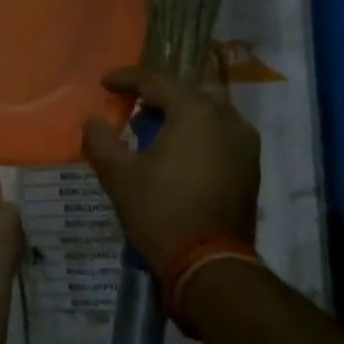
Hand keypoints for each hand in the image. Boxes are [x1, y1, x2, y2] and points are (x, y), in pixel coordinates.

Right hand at [82, 67, 260, 272]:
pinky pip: (220, 134)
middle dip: (157, 95)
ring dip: (179, 114)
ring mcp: (245, 143)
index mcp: (196, 111)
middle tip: (131, 106)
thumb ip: (100, 140)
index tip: (104, 83)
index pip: (156, 82)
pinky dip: (197, 133)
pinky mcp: (250, 166)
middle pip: (187, 92)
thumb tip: (93, 122)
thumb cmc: (161, 212)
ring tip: (152, 129)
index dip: (126, 79)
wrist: (211, 265)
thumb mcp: (119, 175)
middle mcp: (227, 118)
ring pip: (208, 112)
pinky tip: (176, 151)